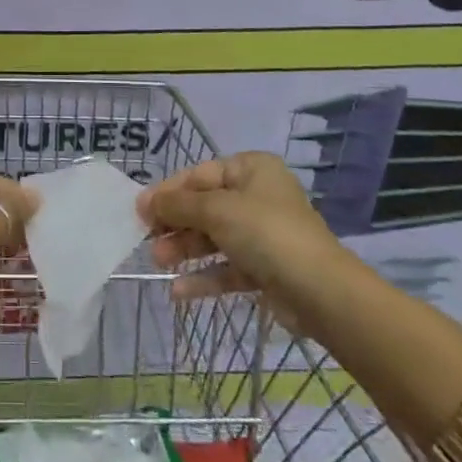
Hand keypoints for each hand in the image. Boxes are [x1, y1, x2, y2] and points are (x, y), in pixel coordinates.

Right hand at [138, 152, 346, 332]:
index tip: (140, 210)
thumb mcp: (215, 210)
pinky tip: (178, 290)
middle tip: (147, 239)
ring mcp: (263, 235)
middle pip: (205, 206)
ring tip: (158, 262)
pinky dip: (204, 276)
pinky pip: (227, 267)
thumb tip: (145, 202)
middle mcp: (258, 197)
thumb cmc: (265, 233)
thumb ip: (177, 205)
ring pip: (214, 237)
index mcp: (251, 169)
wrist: (321, 292)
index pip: (200, 174)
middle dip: (175, 224)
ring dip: (185, 249)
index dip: (168, 191)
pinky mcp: (266, 270)